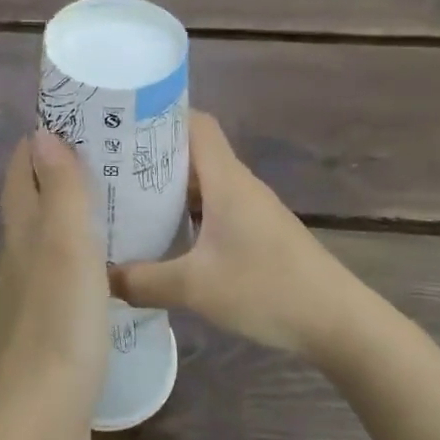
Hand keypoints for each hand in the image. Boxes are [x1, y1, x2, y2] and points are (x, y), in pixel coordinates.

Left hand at [0, 132, 109, 439]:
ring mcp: (29, 290)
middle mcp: (18, 254)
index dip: (44, 139)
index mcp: (22, 230)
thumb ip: (60, 190)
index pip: (22, 169)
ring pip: (48, 236)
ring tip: (119, 201)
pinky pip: (63, 271)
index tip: (83, 120)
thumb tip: (43, 134)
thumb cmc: (60, 322)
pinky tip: (112, 262)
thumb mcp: (68, 246)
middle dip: (63, 171)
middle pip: (34, 199)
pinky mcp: (46, 322)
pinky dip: (82, 253)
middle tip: (113, 156)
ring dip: (74, 213)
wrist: (41, 414)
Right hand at [112, 112, 358, 357]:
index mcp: (226, 180)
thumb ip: (143, 281)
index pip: (195, 124)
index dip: (159, 116)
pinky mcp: (256, 234)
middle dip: (150, 155)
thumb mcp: (195, 288)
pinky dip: (184, 214)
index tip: (119, 124)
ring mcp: (250, 210)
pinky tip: (162, 238)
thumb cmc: (267, 289)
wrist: (338, 322)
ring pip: (201, 184)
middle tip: (106, 165)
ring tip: (122, 199)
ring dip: (166, 188)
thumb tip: (101, 277)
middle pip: (192, 152)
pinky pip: (212, 210)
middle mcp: (238, 185)